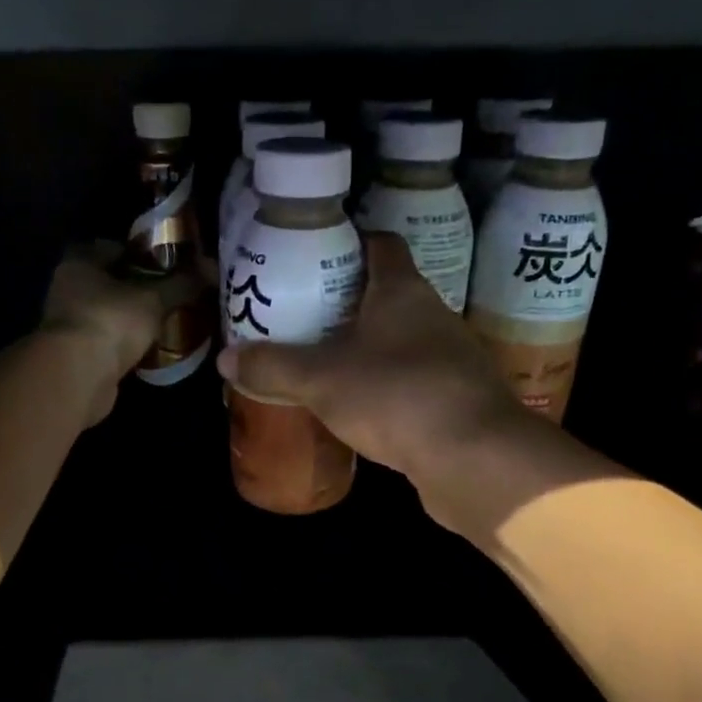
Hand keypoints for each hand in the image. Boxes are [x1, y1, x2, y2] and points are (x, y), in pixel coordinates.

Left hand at [40, 242, 204, 424]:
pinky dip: (124, 344)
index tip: (166, 266)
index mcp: (79, 263)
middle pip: (109, 282)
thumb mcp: (154, 298)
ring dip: (130, 319)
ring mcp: (69, 326)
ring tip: (164, 322)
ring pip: (107, 314)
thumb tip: (212, 268)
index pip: (111, 247)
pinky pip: (107, 342)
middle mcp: (67, 289)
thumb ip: (182, 283)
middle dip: (138, 288)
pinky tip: (148, 349)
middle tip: (170, 295)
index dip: (140, 254)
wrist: (78, 377)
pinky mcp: (75, 356)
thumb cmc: (111, 322)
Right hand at [216, 233, 538, 516]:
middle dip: (348, 304)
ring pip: (402, 341)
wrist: (475, 458)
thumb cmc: (396, 396)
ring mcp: (451, 360)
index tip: (315, 258)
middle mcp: (433, 316)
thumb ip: (273, 368)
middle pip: (388, 295)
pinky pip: (414, 382)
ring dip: (370, 349)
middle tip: (305, 318)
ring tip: (327, 364)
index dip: (349, 244)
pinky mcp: (458, 400)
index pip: (381, 245)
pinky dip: (388, 387)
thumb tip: (226, 359)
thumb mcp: (321, 380)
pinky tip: (363, 409)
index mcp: (402, 291)